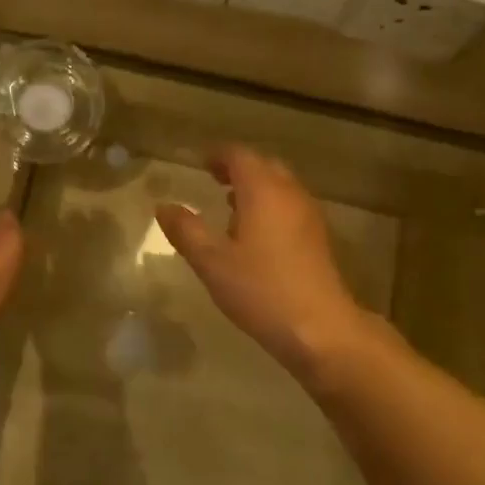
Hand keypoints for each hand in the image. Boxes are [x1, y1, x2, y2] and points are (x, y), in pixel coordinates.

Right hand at [155, 144, 374, 378]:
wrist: (320, 329)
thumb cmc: (261, 289)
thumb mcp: (212, 261)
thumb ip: (186, 230)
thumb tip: (164, 207)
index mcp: (263, 191)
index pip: (239, 155)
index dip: (217, 155)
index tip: (199, 162)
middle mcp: (290, 194)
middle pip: (264, 165)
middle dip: (238, 167)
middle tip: (213, 178)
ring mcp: (309, 215)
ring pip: (280, 186)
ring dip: (255, 187)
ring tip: (229, 205)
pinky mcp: (318, 238)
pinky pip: (290, 205)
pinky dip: (270, 205)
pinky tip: (255, 233)